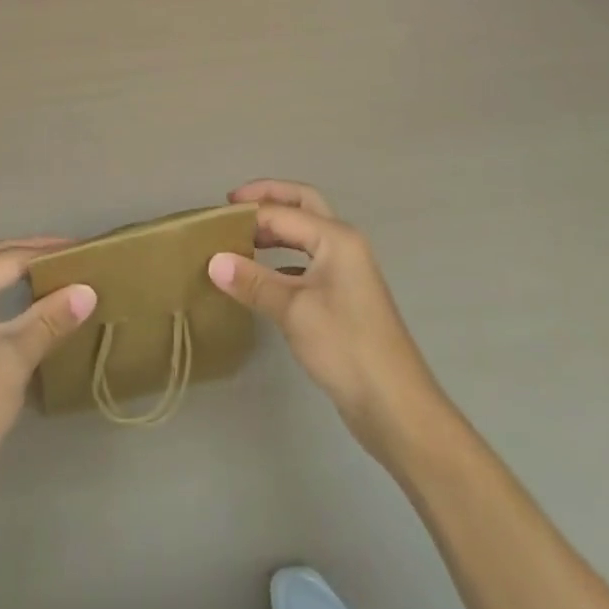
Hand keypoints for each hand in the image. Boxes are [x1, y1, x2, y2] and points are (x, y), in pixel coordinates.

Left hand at [0, 237, 97, 491]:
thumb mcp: (16, 357)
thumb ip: (51, 318)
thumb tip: (88, 290)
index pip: (9, 257)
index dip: (49, 251)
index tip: (85, 249)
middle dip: (34, 257)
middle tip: (76, 257)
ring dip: (21, 276)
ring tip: (60, 276)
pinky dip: (7, 298)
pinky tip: (31, 306)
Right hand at [207, 180, 440, 465]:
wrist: (396, 407)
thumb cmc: (346, 347)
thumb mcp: (293, 311)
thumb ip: (253, 282)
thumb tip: (213, 261)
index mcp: (336, 237)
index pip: (282, 213)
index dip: (247, 214)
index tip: (212, 221)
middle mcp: (344, 244)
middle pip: (302, 204)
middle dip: (268, 200)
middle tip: (232, 206)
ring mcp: (347, 271)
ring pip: (306, 234)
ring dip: (275, 230)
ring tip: (241, 238)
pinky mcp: (344, 296)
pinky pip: (308, 261)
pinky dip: (283, 259)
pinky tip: (262, 276)